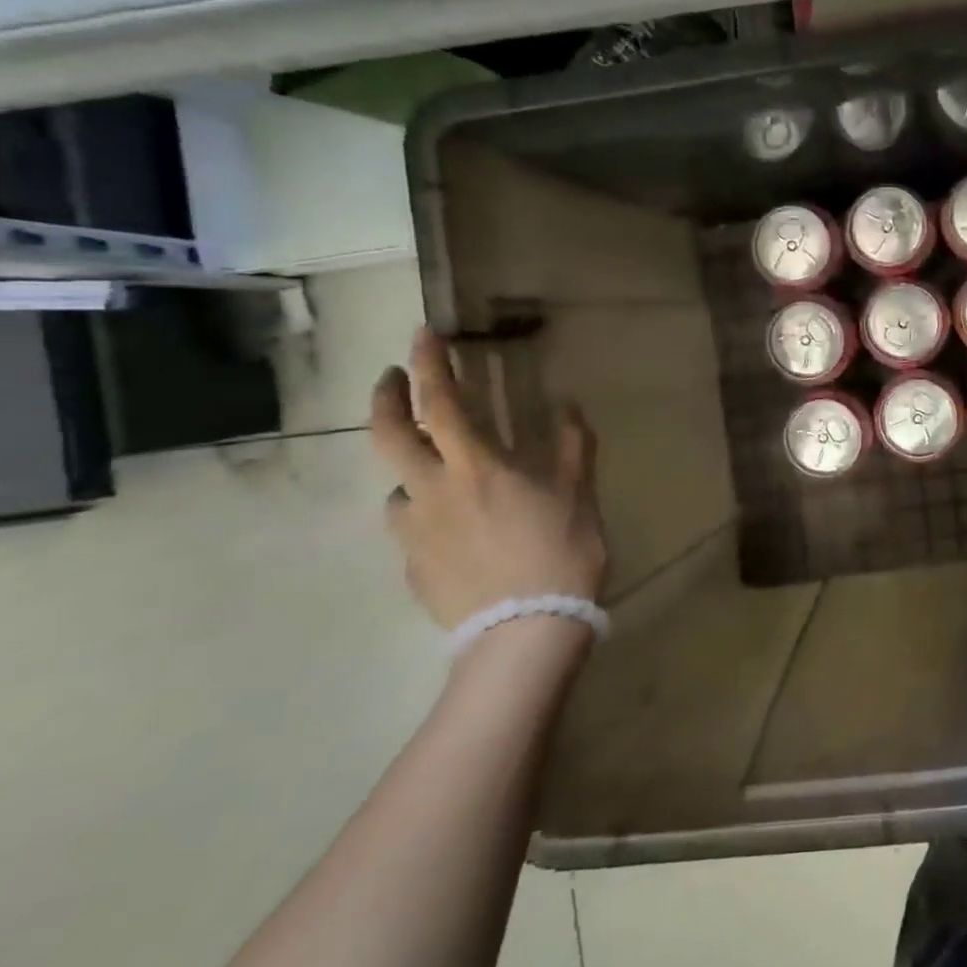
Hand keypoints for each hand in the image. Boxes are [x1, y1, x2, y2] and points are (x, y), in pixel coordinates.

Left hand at [370, 329, 607, 629]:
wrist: (524, 632)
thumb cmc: (559, 553)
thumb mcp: (579, 496)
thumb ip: (571, 448)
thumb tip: (568, 409)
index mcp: (476, 467)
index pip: (441, 402)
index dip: (430, 363)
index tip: (423, 334)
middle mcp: (432, 491)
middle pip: (389, 436)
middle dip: (387, 399)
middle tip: (394, 379)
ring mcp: (415, 533)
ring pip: (397, 488)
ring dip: (410, 470)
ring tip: (436, 476)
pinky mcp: (412, 569)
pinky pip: (411, 530)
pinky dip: (424, 517)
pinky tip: (452, 534)